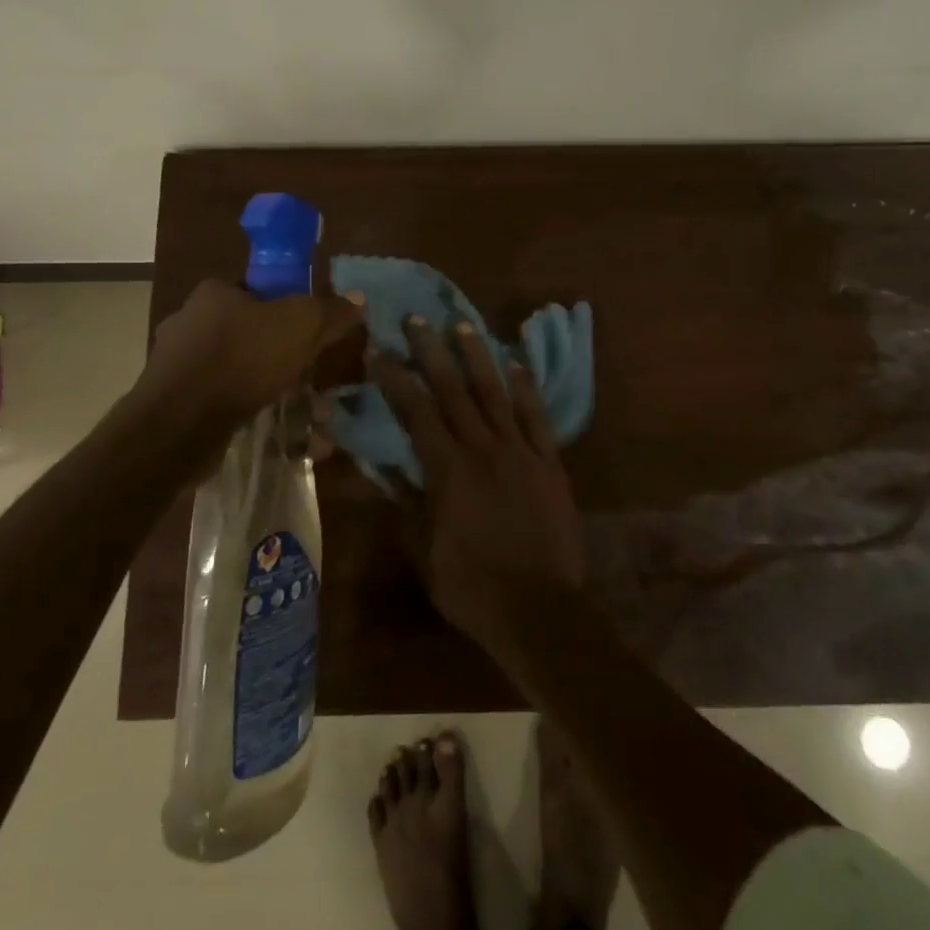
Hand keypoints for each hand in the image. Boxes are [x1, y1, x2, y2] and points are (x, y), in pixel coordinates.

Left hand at [133, 280, 363, 438]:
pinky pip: (223, 401)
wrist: (179, 425)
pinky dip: (249, 412)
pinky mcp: (175, 405)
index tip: (309, 334)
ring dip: (270, 388)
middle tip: (309, 374)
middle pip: (249, 332)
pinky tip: (275, 430)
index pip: (257, 291)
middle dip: (283, 356)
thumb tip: (358, 298)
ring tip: (303, 413)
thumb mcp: (300, 325)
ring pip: (237, 371)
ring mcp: (178, 366)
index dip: (287, 309)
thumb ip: (329, 311)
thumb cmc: (241, 359)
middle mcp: (189, 323)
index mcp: (213, 294)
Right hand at [370, 319, 584, 641]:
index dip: (395, 378)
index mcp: (447, 469)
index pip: (415, 411)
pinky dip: (526, 389)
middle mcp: (482, 448)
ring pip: (495, 394)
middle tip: (416, 320)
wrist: (537, 608)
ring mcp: (520, 452)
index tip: (379, 349)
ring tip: (462, 326)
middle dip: (431, 352)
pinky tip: (517, 364)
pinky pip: (536, 418)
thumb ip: (406, 501)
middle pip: (453, 390)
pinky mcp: (549, 463)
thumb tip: (385, 465)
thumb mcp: (423, 549)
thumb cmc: (470, 584)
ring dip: (477, 357)